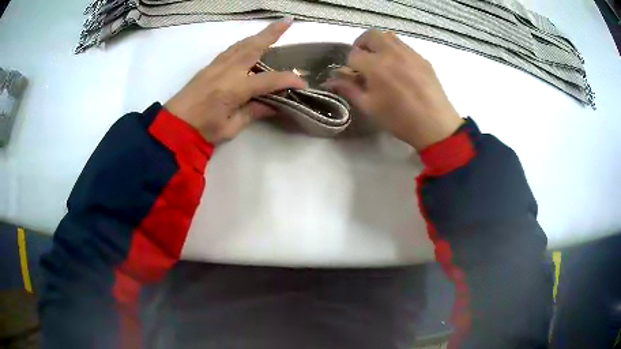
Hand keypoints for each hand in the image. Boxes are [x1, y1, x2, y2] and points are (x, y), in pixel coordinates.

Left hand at [166, 18, 305, 143]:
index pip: (269, 80)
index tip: (302, 84)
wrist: (173, 126)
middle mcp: (228, 71)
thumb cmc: (202, 131)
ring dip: (258, 35)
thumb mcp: (230, 127)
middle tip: (287, 21)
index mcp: (235, 88)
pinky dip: (244, 44)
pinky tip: (249, 44)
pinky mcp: (209, 67)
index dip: (288, 81)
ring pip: (241, 45)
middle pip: (254, 47)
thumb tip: (272, 104)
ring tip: (272, 28)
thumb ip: (252, 112)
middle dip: (272, 33)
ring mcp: (217, 66)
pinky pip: (231, 50)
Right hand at [324, 30, 463, 150]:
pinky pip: (404, 46)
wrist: (435, 126)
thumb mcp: (369, 107)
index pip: (353, 54)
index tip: (353, 76)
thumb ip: (349, 89)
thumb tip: (330, 81)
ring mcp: (409, 53)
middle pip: (370, 35)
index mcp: (375, 66)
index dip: (349, 65)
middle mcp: (392, 53)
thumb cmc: (399, 119)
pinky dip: (395, 51)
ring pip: (388, 36)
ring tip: (380, 62)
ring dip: (379, 44)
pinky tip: (399, 69)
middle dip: (362, 45)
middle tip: (363, 61)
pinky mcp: (422, 58)